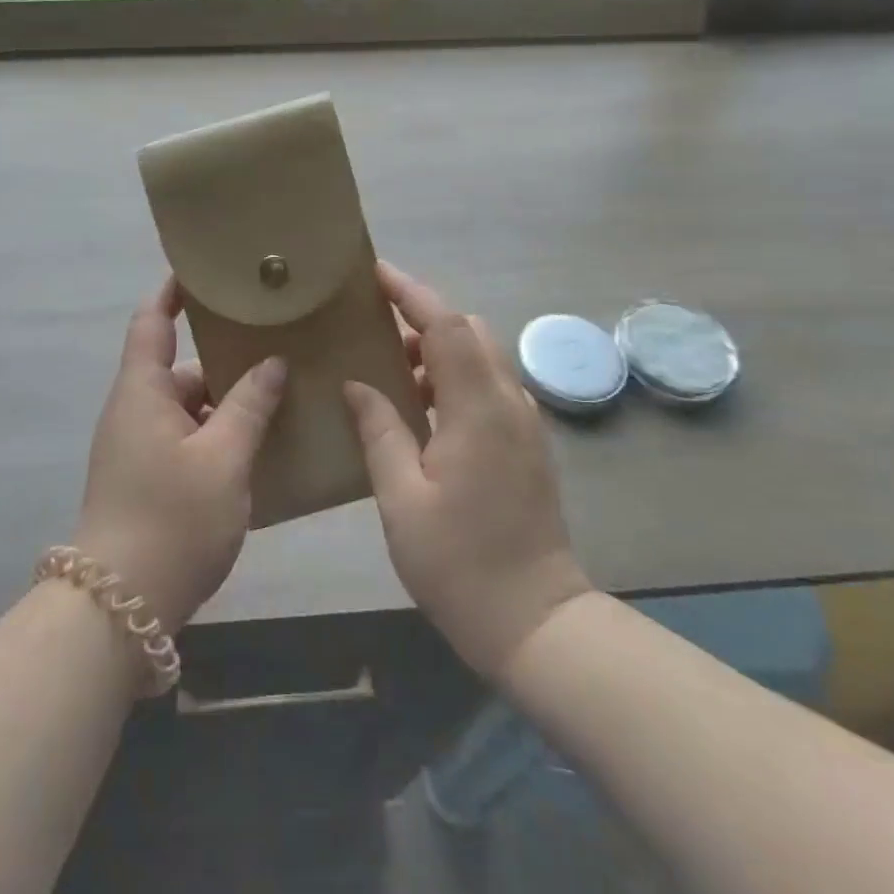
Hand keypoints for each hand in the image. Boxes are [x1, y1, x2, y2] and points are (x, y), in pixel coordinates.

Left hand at [75, 277, 285, 634]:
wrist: (119, 607)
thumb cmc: (172, 517)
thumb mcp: (223, 458)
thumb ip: (249, 405)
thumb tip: (271, 363)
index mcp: (141, 390)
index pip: (152, 319)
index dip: (174, 291)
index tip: (207, 272)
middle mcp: (133, 410)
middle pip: (178, 367)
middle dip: (223, 357)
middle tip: (274, 344)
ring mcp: (136, 447)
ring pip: (186, 407)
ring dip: (224, 402)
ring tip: (278, 395)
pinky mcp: (145, 479)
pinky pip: (185, 439)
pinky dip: (216, 434)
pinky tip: (258, 447)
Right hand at [345, 262, 589, 678]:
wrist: (536, 621)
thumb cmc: (460, 562)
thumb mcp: (401, 498)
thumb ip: (380, 430)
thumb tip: (357, 384)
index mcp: (477, 408)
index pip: (445, 326)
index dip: (411, 291)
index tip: (374, 272)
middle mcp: (508, 402)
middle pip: (468, 331)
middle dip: (422, 316)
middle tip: (372, 324)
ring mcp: (523, 422)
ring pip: (480, 357)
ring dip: (437, 349)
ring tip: (387, 368)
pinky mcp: (526, 443)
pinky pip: (487, 386)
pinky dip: (453, 377)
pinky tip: (419, 408)